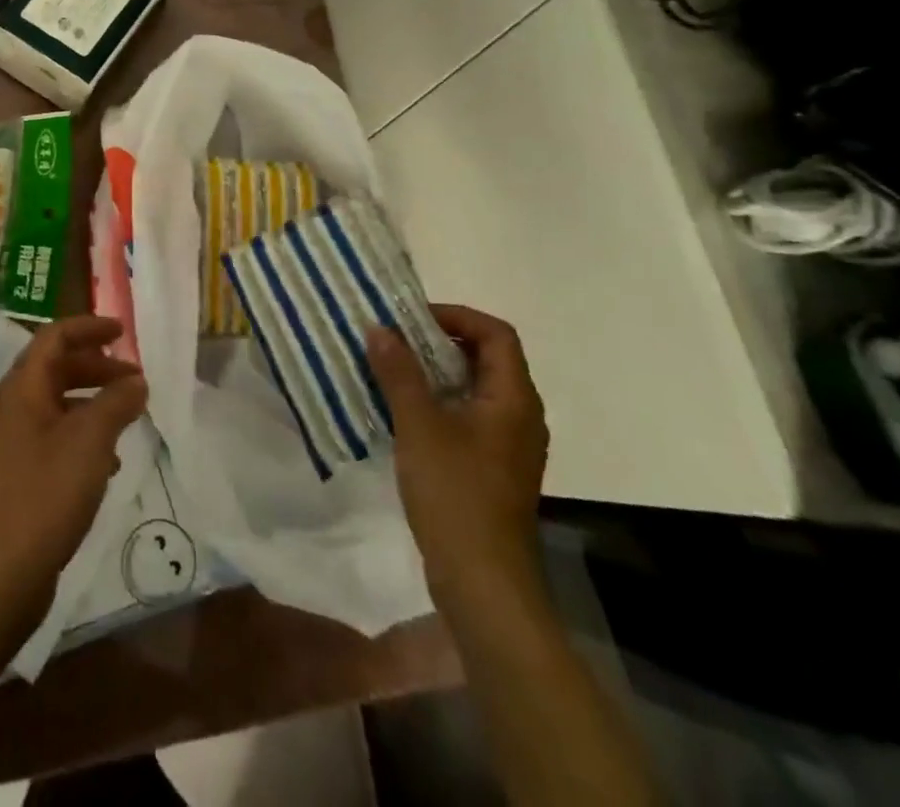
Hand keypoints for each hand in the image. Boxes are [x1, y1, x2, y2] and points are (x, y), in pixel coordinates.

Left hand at [0, 316, 147, 633]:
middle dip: (97, 366)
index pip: (54, 337)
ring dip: (94, 400)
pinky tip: (109, 460)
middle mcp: (15, 406)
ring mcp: (16, 440)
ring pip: (59, 402)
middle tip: (135, 378)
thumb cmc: (46, 493)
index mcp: (24, 387)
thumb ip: (116, 402)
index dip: (88, 328)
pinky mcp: (22, 472)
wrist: (0, 573)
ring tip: (129, 415)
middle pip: (57, 367)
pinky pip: (58, 435)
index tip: (122, 331)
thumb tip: (136, 380)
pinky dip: (85, 433)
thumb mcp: (91, 441)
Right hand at [368, 306, 548, 610]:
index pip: (495, 333)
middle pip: (487, 358)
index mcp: (513, 399)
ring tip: (392, 370)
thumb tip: (379, 328)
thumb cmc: (456, 494)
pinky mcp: (494, 469)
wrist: (484, 584)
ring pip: (475, 389)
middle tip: (395, 340)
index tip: (411, 319)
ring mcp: (509, 446)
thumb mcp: (419, 426)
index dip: (456, 316)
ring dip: (436, 373)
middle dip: (440, 341)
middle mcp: (520, 416)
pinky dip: (439, 403)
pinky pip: (469, 417)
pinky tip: (404, 414)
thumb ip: (399, 372)